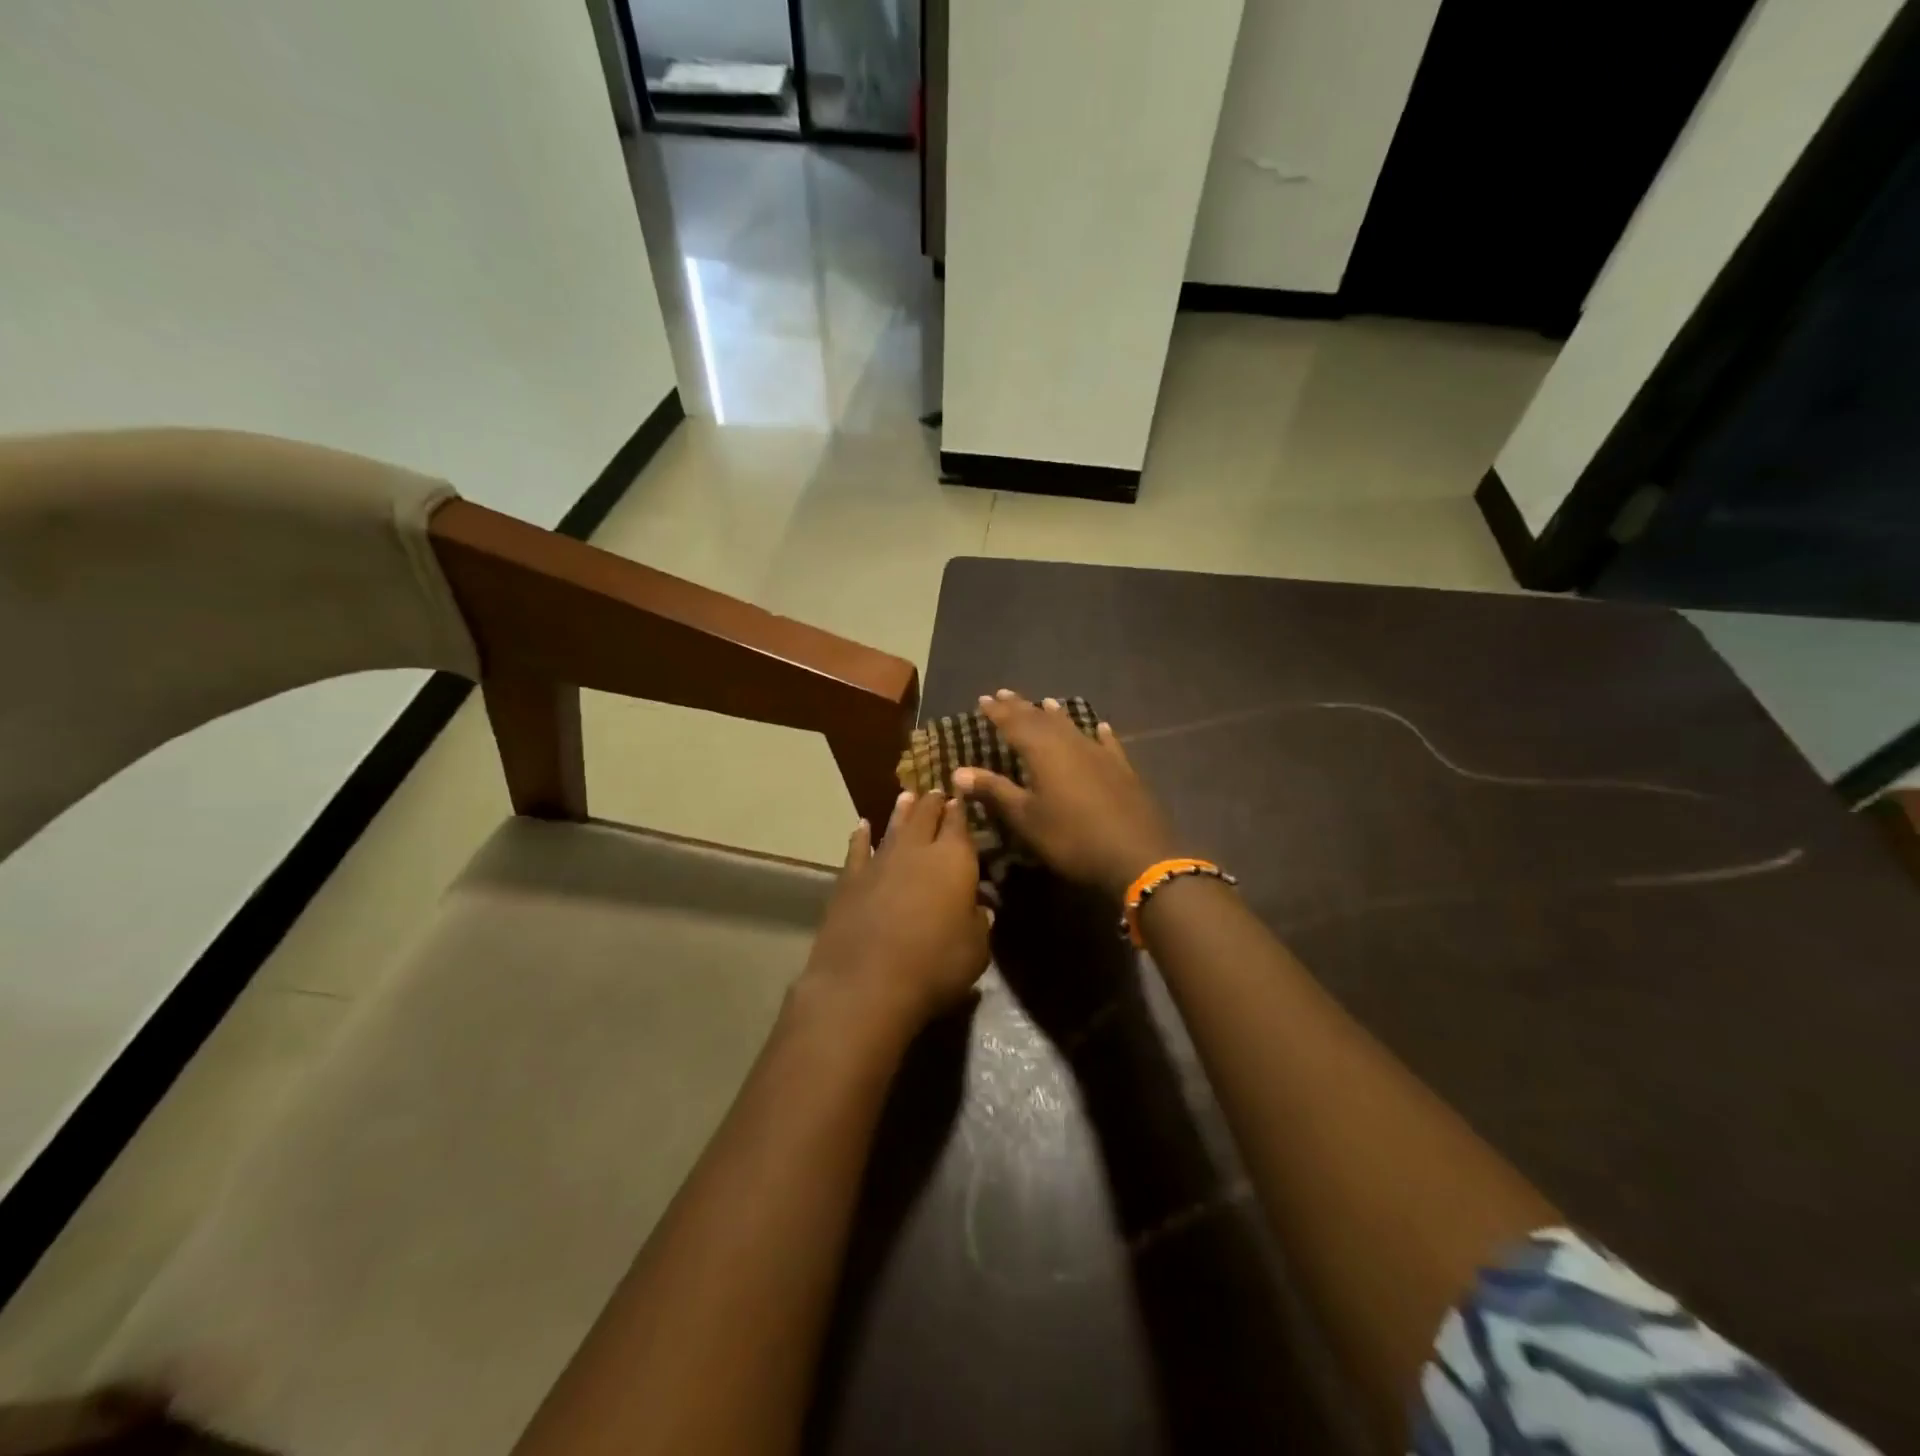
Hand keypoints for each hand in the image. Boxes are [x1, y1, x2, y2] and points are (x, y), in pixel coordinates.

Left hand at [795, 789, 991, 1040]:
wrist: (866, 983)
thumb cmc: (934, 966)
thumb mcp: (976, 950)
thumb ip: (979, 922)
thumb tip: (980, 907)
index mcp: (954, 859)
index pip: (960, 823)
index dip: (961, 809)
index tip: (962, 797)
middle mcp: (917, 850)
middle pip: (926, 816)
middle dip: (934, 803)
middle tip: (937, 793)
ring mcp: (880, 861)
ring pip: (894, 826)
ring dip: (902, 811)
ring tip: (907, 797)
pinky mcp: (850, 879)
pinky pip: (858, 849)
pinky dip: (861, 836)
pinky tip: (862, 827)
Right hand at [952, 690, 1180, 900]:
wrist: (1136, 856)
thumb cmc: (1071, 838)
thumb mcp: (1026, 818)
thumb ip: (994, 791)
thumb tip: (958, 770)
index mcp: (1043, 752)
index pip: (1014, 724)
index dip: (998, 712)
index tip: (983, 699)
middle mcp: (1071, 744)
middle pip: (1041, 720)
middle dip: (1021, 707)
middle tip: (1005, 693)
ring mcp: (1100, 754)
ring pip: (1073, 727)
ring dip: (1056, 715)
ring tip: (1045, 702)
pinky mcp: (1123, 770)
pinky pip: (1107, 744)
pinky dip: (1099, 734)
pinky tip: (1100, 727)